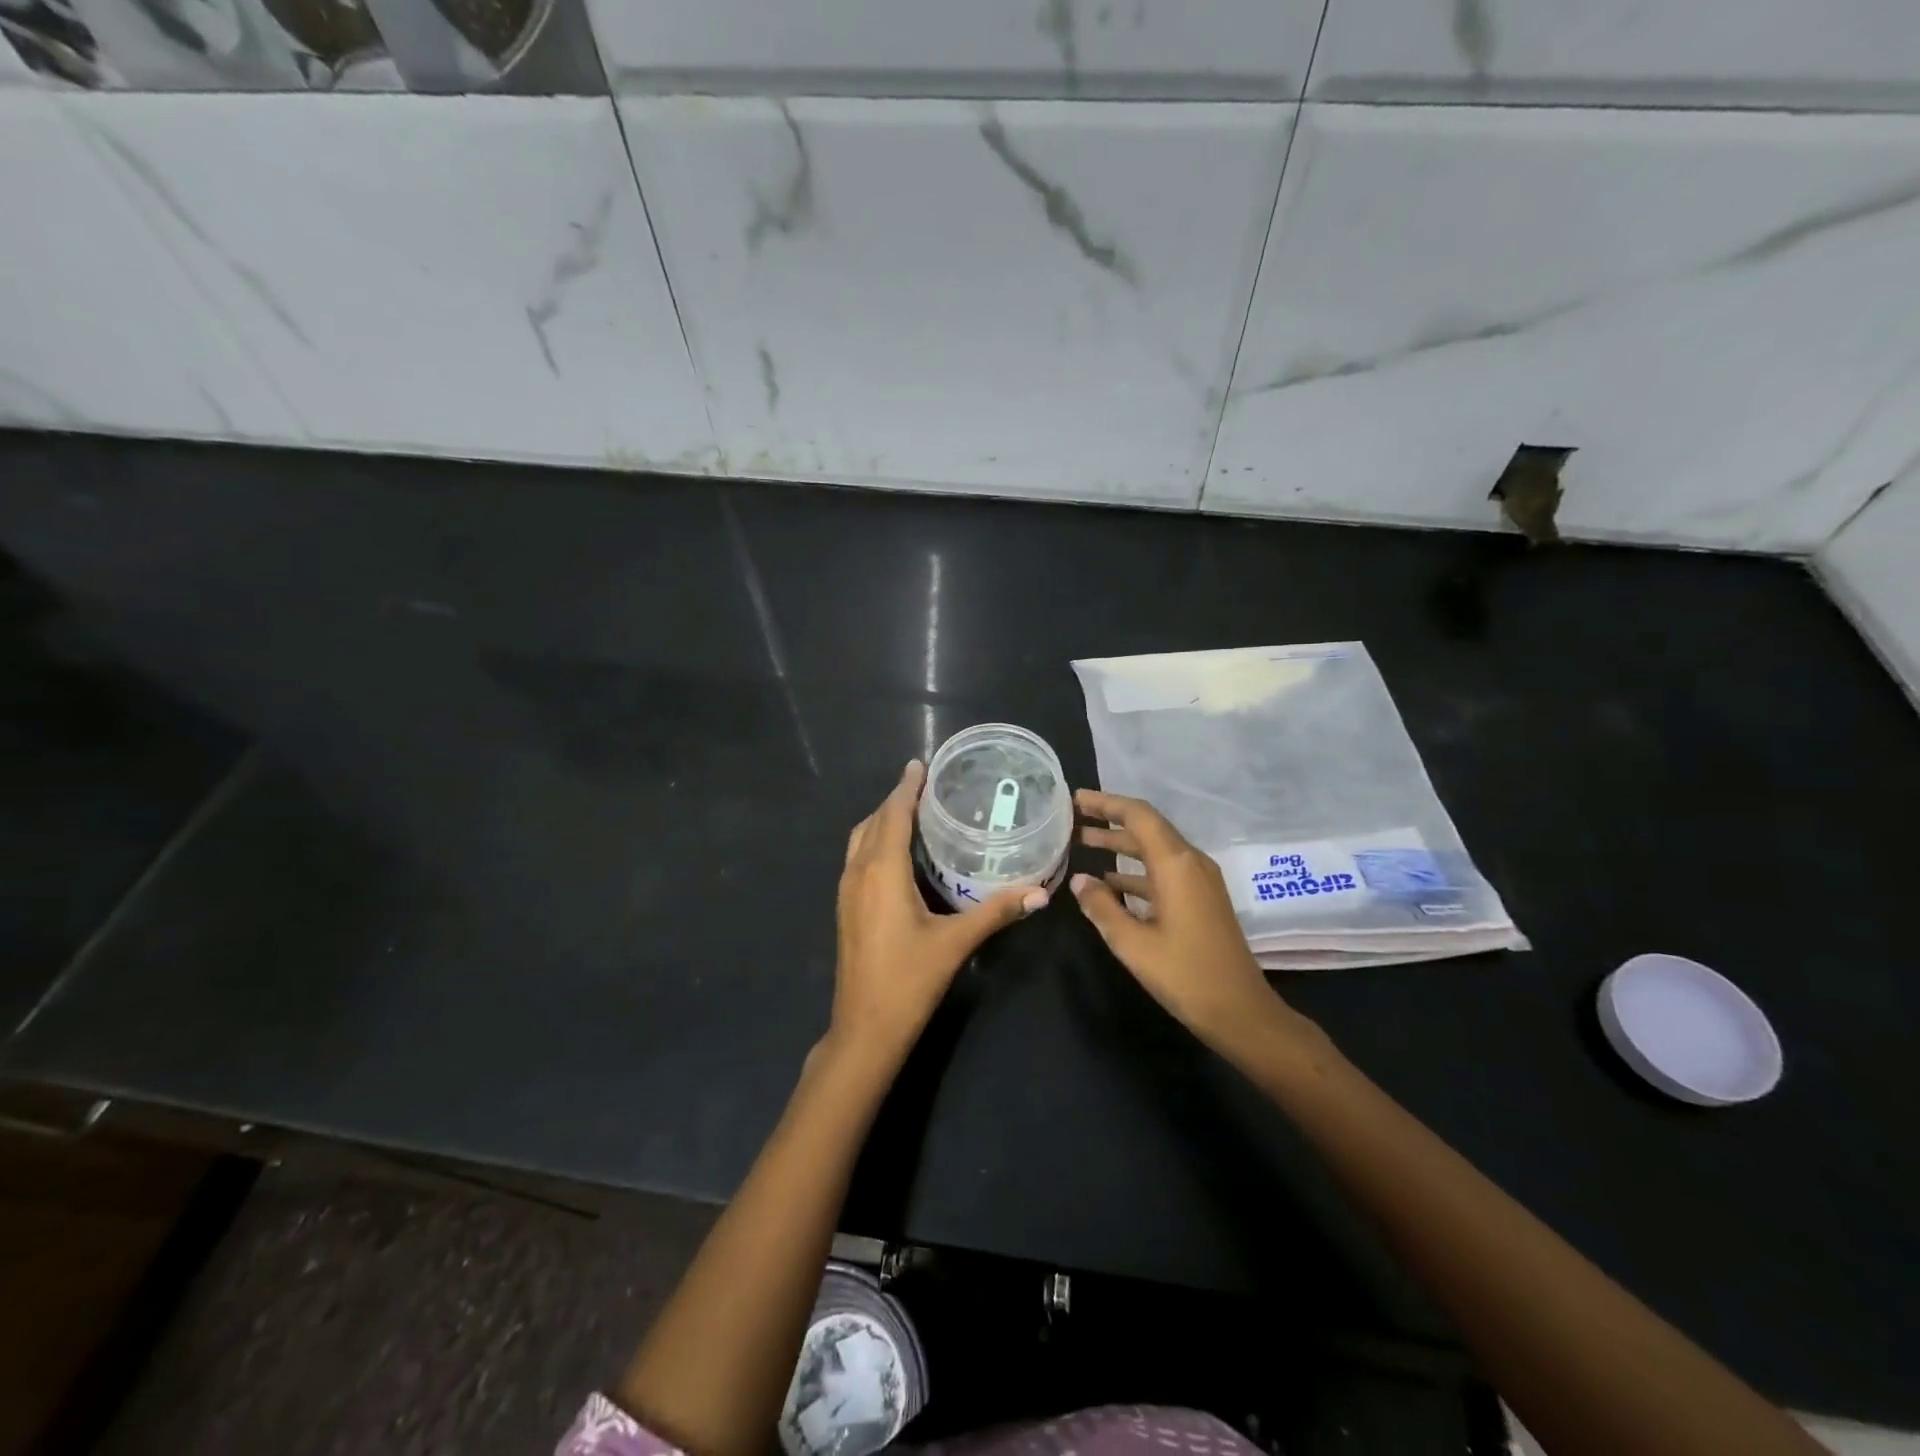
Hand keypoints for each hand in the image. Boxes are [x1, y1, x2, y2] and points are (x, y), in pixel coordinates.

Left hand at [830, 761, 1047, 1066]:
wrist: (864, 1028)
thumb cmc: (908, 981)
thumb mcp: (955, 943)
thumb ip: (996, 912)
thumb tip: (1040, 892)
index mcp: (882, 872)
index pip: (893, 815)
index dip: (905, 788)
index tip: (919, 765)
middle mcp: (858, 873)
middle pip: (874, 822)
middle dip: (895, 799)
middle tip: (924, 784)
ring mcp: (846, 890)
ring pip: (860, 839)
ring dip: (882, 819)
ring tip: (911, 810)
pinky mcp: (845, 907)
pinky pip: (856, 857)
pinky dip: (874, 840)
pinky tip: (896, 852)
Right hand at [1071, 789, 1313, 1053]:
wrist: (1242, 1013)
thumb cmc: (1185, 975)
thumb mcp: (1132, 943)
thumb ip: (1102, 906)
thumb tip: (1079, 879)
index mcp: (1176, 864)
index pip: (1138, 815)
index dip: (1106, 803)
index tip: (1076, 800)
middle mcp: (1191, 863)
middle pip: (1147, 828)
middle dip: (1110, 821)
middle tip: (1074, 819)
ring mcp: (1200, 882)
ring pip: (1155, 851)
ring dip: (1121, 846)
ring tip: (1084, 844)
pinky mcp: (1202, 900)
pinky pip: (1164, 872)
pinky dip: (1136, 871)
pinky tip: (1110, 883)